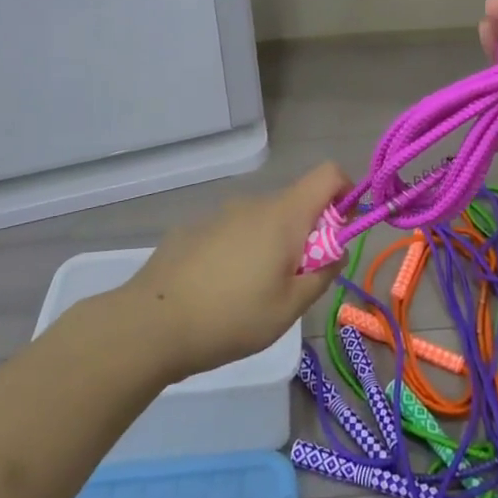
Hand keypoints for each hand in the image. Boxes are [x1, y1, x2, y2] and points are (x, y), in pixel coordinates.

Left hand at [118, 162, 347, 382]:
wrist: (152, 324)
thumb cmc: (232, 317)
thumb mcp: (290, 307)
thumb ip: (322, 273)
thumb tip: (336, 250)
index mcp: (284, 215)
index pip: (328, 174)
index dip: (345, 193)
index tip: (341, 231)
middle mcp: (254, 202)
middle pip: (296, 203)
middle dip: (307, 234)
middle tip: (295, 282)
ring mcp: (221, 213)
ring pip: (263, 220)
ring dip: (272, 245)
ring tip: (253, 295)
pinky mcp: (194, 228)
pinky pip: (233, 232)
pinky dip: (240, 252)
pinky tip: (218, 291)